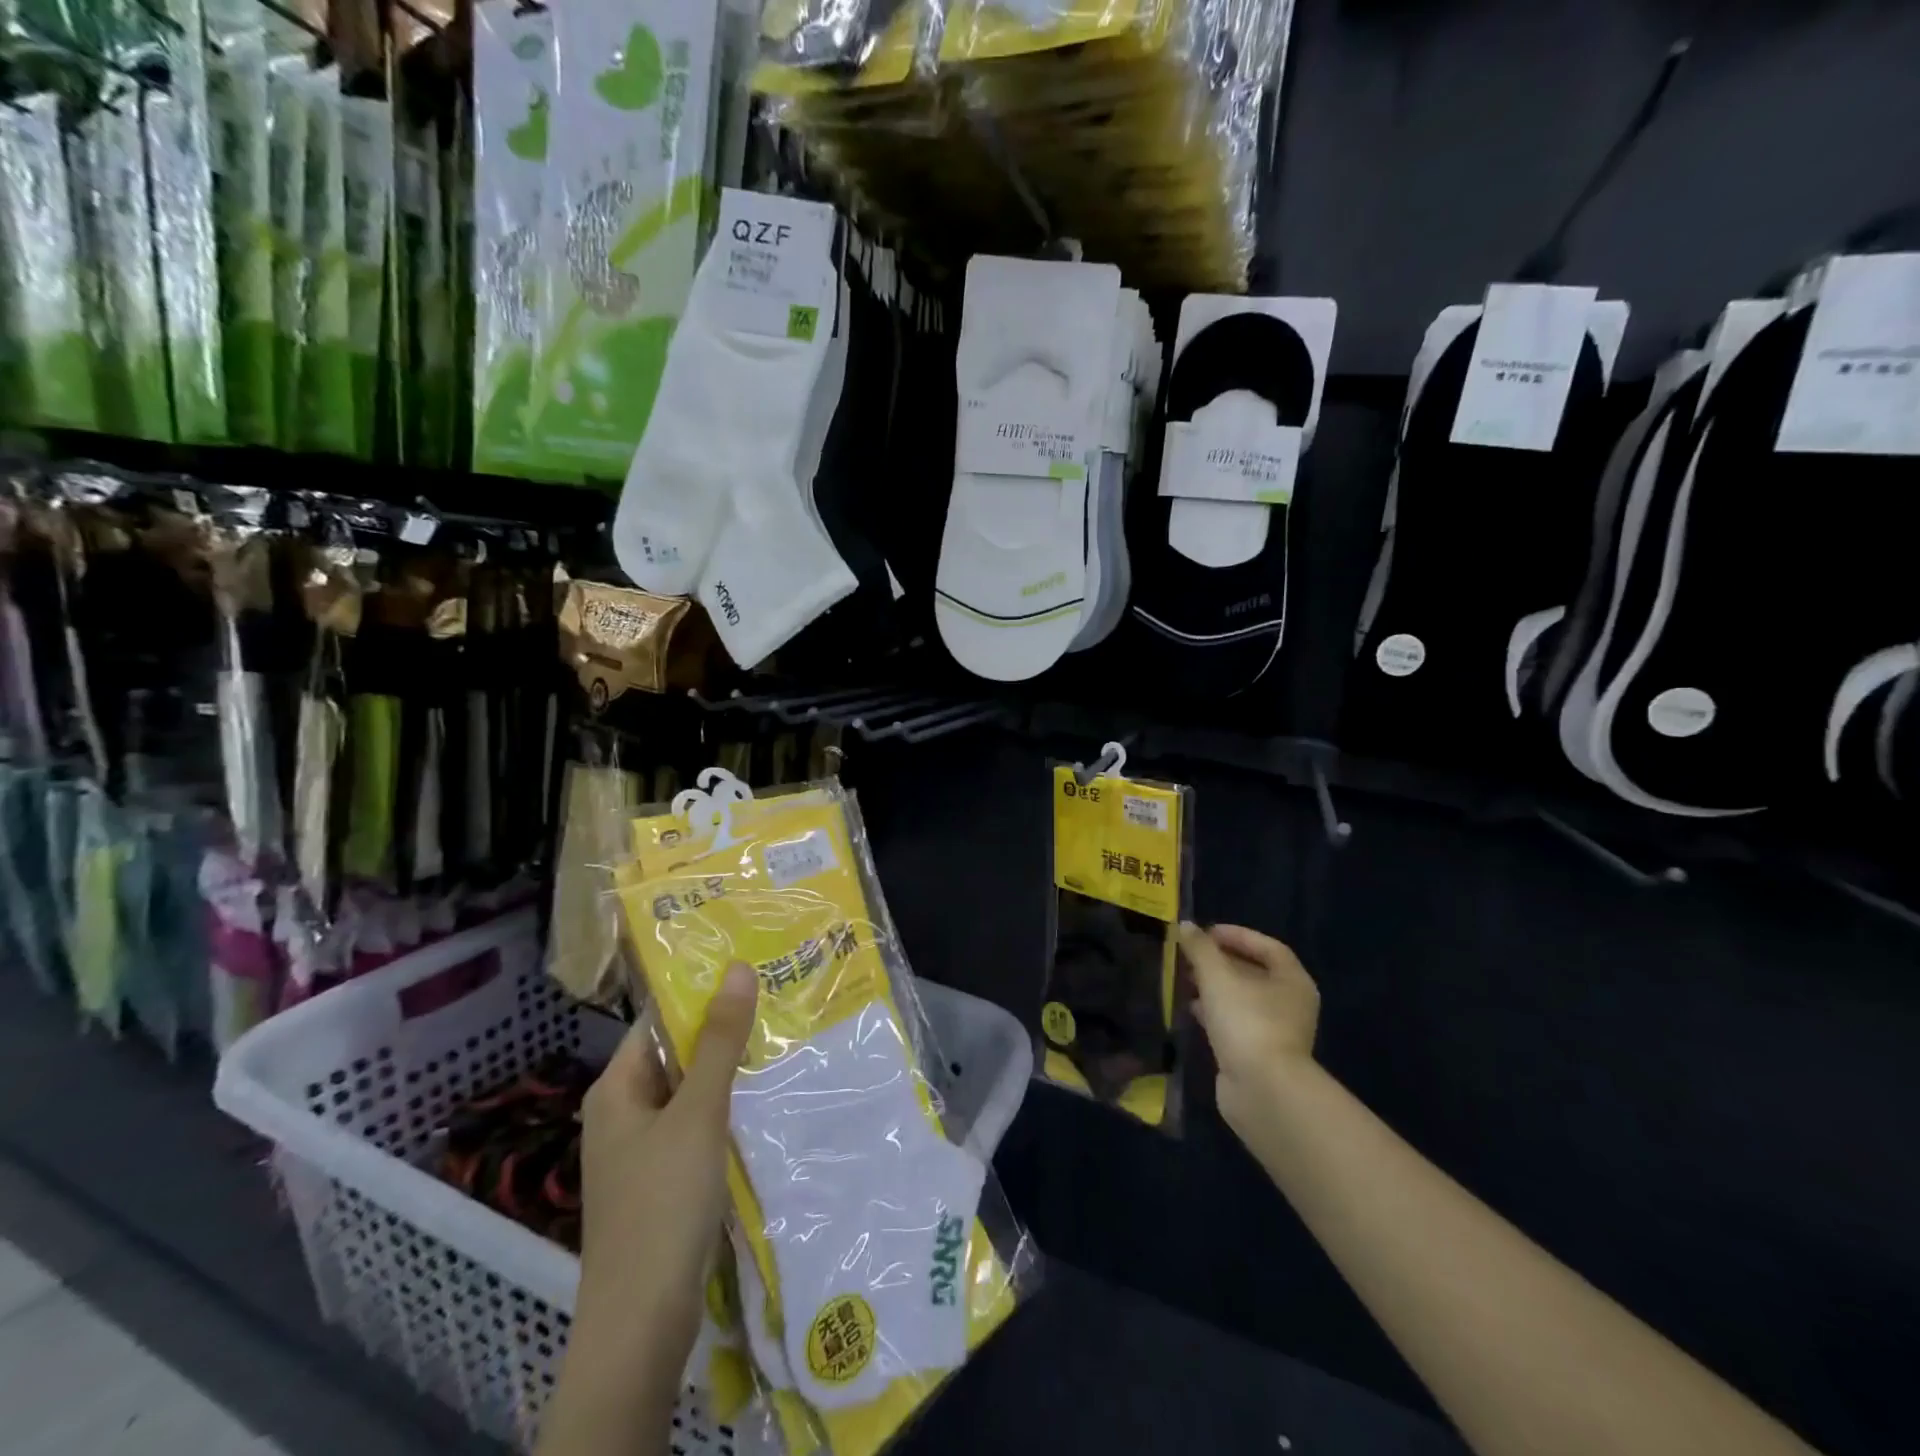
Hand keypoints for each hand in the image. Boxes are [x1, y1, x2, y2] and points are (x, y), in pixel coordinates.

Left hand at [542, 962, 757, 1455]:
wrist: (640, 1326)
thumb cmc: (662, 1205)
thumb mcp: (697, 1113)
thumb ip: (719, 1042)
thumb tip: (736, 968)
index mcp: (616, 1088)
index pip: (658, 1019)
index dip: (700, 992)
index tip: (751, 968)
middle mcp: (623, 1112)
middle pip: (676, 1054)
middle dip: (723, 1031)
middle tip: (779, 998)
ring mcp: (642, 1151)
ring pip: (691, 1093)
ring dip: (729, 1071)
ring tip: (784, 1039)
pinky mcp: (662, 1182)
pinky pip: (697, 1128)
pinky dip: (727, 1110)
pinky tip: (767, 1101)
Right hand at [1180, 923, 1319, 1135]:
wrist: (1263, 1091)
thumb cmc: (1247, 1022)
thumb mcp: (1217, 976)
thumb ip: (1200, 948)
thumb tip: (1185, 926)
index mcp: (1292, 981)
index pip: (1267, 947)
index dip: (1237, 935)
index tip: (1205, 933)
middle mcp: (1290, 1004)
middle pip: (1254, 972)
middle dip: (1221, 960)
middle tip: (1190, 955)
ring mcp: (1276, 1032)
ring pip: (1242, 999)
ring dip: (1215, 987)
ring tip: (1185, 979)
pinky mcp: (1258, 1054)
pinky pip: (1235, 1022)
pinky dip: (1214, 1012)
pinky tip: (1192, 1010)